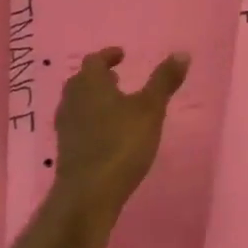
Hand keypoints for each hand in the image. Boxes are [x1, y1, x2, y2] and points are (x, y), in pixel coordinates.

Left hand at [51, 48, 188, 226]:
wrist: (88, 194)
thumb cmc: (121, 144)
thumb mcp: (150, 110)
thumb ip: (164, 81)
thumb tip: (182, 52)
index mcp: (90, 84)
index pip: (94, 60)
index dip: (108, 55)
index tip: (121, 55)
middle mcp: (72, 100)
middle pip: (82, 81)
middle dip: (98, 77)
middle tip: (117, 78)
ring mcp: (66, 127)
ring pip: (77, 103)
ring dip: (94, 99)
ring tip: (115, 105)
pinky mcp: (66, 150)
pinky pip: (78, 125)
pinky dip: (91, 121)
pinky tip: (107, 134)